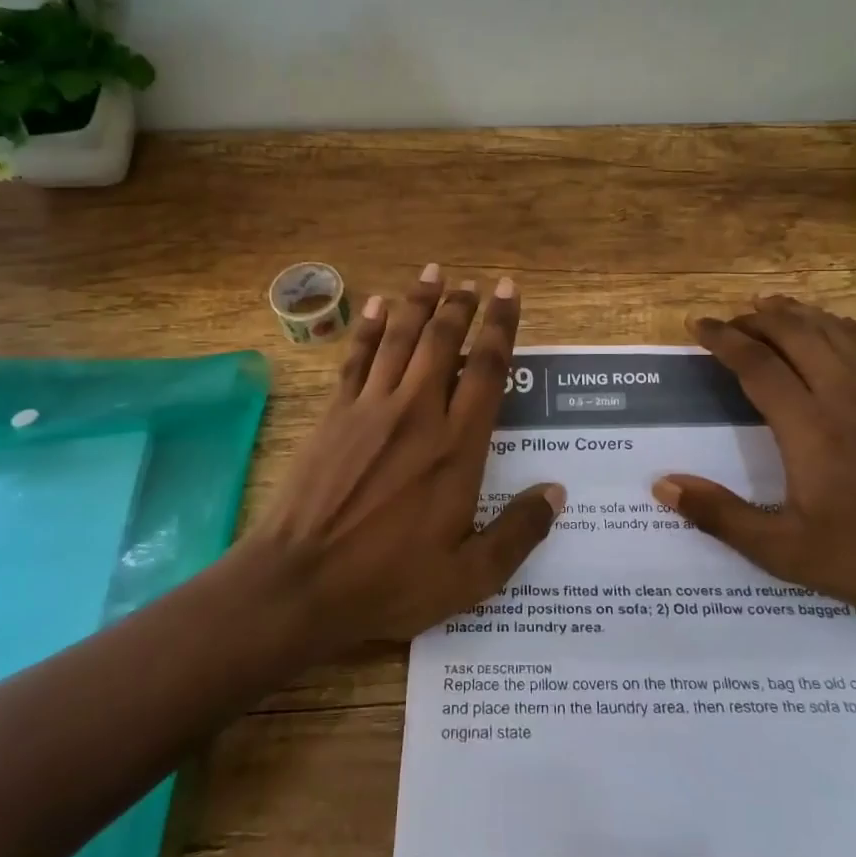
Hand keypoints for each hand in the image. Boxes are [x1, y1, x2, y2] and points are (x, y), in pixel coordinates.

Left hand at [246, 265, 563, 652]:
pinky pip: (357, 359)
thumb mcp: (469, 577)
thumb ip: (517, 533)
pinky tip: (379, 306)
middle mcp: (417, 413)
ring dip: (419, 302)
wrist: (299, 583)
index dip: (501, 326)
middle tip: (473, 281)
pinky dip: (370, 328)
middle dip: (461, 305)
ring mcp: (370, 409)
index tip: (509, 292)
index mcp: (456, 447)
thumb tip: (556, 493)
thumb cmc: (388, 582)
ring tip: (434, 272)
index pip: (488, 370)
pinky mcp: (334, 415)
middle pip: (444, 342)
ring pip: (401, 339)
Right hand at [651, 295, 855, 653]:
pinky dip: (842, 326)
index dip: (724, 339)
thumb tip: (664, 486)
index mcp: (810, 429)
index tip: (699, 325)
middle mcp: (845, 396)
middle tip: (730, 320)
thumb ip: (720, 516)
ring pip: (834, 331)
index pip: (758, 365)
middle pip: (796, 334)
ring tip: (769, 306)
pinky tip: (832, 328)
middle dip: (757, 319)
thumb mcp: (784, 551)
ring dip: (797, 313)